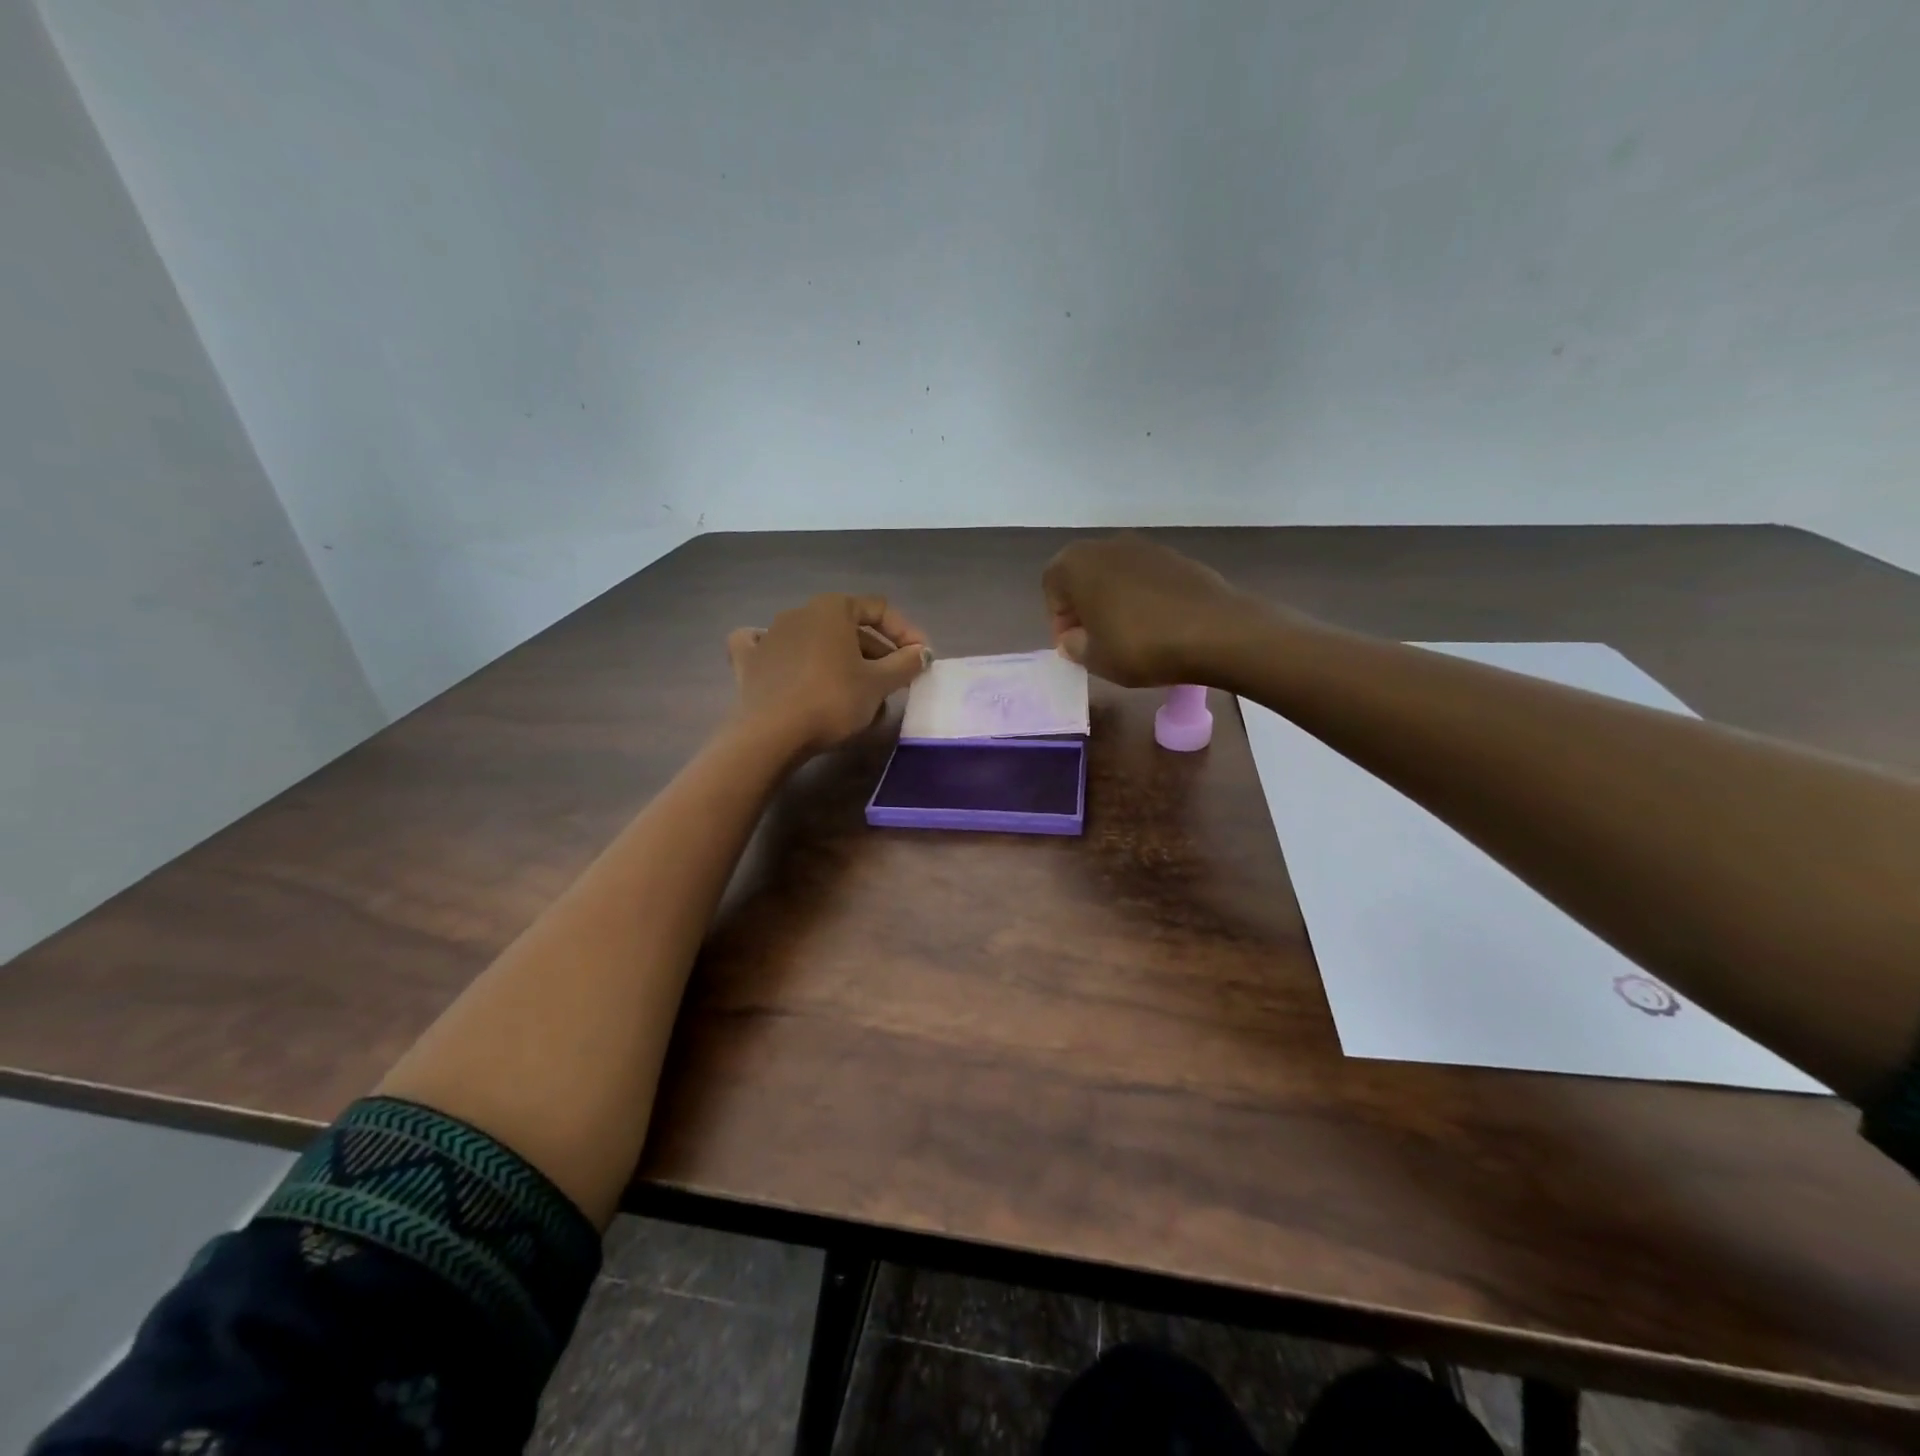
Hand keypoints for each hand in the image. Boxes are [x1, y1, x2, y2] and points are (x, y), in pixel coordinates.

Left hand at [727, 594, 931, 754]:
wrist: (772, 734)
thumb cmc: (832, 700)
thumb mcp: (879, 684)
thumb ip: (905, 663)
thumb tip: (922, 652)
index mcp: (832, 608)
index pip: (879, 609)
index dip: (905, 632)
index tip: (920, 659)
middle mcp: (800, 612)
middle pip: (848, 627)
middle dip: (875, 653)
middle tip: (894, 684)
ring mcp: (770, 635)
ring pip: (816, 641)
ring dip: (841, 661)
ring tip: (857, 694)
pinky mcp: (749, 661)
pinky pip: (769, 649)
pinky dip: (784, 656)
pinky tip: (788, 666)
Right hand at [1042, 533, 1270, 686]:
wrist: (1215, 632)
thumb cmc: (1140, 646)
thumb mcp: (1094, 659)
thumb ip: (1073, 646)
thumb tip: (1075, 638)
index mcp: (1076, 563)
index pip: (1051, 588)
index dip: (1059, 620)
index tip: (1075, 646)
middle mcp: (1107, 545)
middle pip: (1083, 577)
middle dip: (1084, 608)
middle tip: (1097, 641)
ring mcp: (1146, 547)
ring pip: (1115, 576)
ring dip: (1114, 602)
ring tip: (1129, 637)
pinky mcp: (1177, 557)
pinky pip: (1146, 579)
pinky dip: (1143, 599)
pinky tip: (1158, 627)